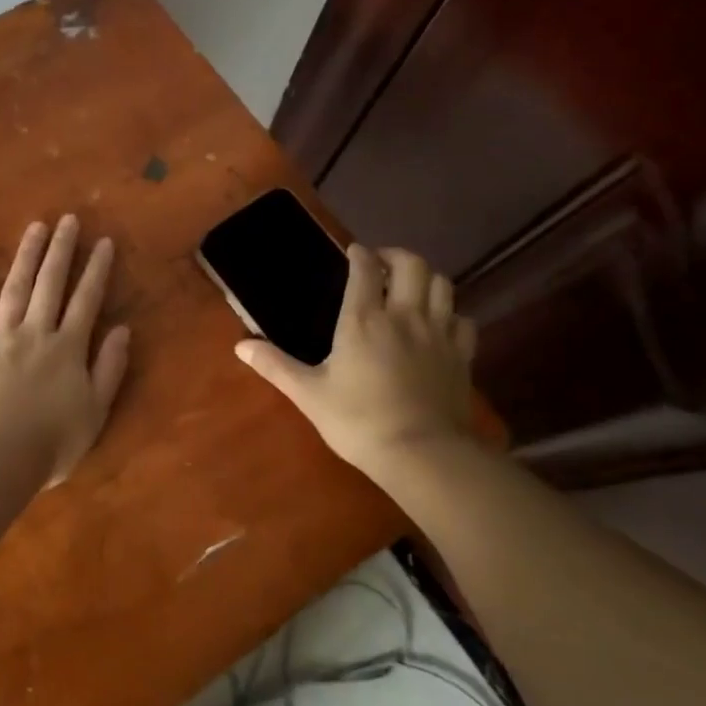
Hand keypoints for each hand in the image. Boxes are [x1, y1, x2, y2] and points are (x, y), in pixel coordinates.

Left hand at [0, 215, 131, 486]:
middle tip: (68, 219)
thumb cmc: (51, 443)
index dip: (96, 270)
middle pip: (50, 283)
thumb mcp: (95, 411)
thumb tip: (123, 329)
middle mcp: (36, 332)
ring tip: (36, 227)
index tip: (103, 242)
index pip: (86, 300)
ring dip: (27, 255)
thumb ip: (109, 368)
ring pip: (15, 287)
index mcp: (68, 348)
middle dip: (62, 249)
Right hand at [235, 244, 476, 481]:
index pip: (365, 269)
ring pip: (443, 285)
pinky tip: (441, 324)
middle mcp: (404, 316)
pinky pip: (463, 320)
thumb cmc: (358, 421)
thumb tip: (241, 346)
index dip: (359, 255)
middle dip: (396, 256)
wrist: (422, 454)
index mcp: (363, 320)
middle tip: (382, 264)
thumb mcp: (309, 395)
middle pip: (412, 265)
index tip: (353, 252)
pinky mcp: (462, 356)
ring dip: (426, 278)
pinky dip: (451, 314)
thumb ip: (275, 366)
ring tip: (411, 288)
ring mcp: (439, 334)